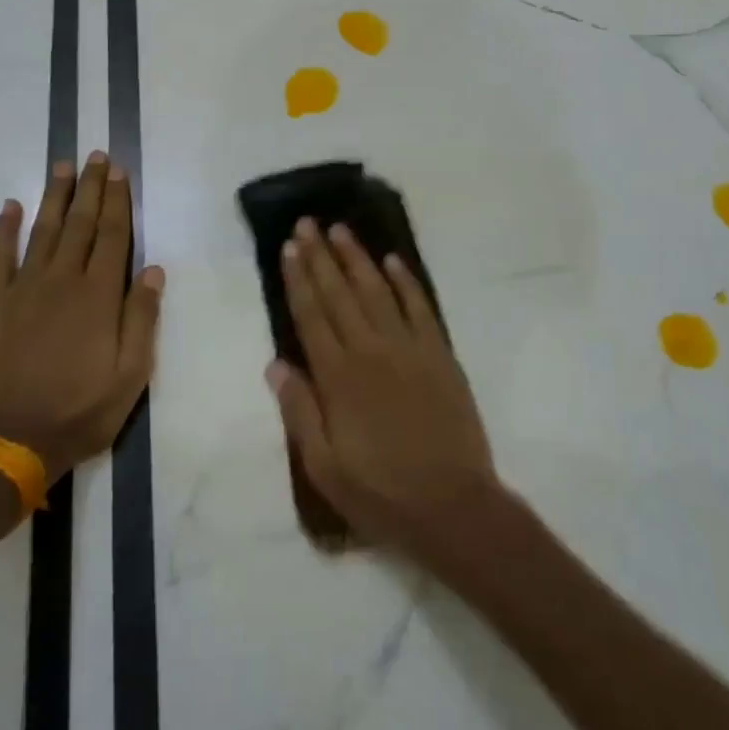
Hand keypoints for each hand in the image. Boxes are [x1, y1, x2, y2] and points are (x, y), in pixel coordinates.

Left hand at [0, 153, 164, 481]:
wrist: (10, 439)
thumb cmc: (81, 409)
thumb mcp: (132, 373)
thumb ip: (142, 317)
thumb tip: (152, 269)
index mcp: (99, 296)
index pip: (113, 236)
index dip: (118, 201)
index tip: (119, 171)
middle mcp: (62, 280)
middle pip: (81, 224)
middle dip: (91, 188)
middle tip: (95, 156)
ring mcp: (23, 289)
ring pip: (43, 231)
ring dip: (55, 197)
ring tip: (62, 167)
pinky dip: (3, 229)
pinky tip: (10, 207)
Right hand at [266, 218, 500, 560]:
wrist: (453, 506)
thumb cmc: (381, 493)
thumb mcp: (324, 466)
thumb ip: (299, 411)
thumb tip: (276, 364)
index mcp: (339, 378)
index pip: (312, 316)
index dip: (298, 280)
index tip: (288, 248)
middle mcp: (371, 351)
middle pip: (340, 294)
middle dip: (321, 256)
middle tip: (307, 223)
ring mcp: (410, 349)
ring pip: (378, 291)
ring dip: (358, 258)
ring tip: (341, 230)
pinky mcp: (440, 355)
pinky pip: (420, 308)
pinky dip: (406, 282)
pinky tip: (393, 261)